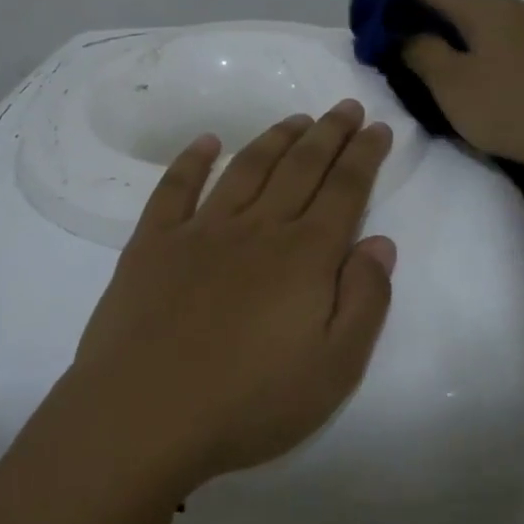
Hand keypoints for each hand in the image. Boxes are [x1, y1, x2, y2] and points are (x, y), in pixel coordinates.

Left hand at [59, 101, 396, 491]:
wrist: (143, 417)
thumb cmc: (249, 403)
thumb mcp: (334, 369)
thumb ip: (365, 301)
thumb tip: (380, 243)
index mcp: (304, 256)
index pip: (345, 190)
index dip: (365, 156)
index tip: (378, 127)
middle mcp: (257, 229)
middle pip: (301, 167)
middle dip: (329, 133)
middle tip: (346, 107)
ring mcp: (200, 231)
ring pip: (246, 168)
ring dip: (275, 138)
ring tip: (296, 118)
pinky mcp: (152, 244)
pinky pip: (175, 188)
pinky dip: (191, 159)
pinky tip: (206, 141)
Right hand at [402, 0, 523, 177]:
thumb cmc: (510, 107)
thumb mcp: (450, 84)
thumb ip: (420, 52)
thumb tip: (406, 33)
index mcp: (486, 7)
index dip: (400, 10)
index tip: (382, 38)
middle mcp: (518, 8)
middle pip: (463, 9)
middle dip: (433, 30)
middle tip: (412, 64)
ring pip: (491, 29)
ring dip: (464, 47)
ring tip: (451, 81)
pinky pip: (515, 48)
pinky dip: (492, 60)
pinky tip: (493, 90)